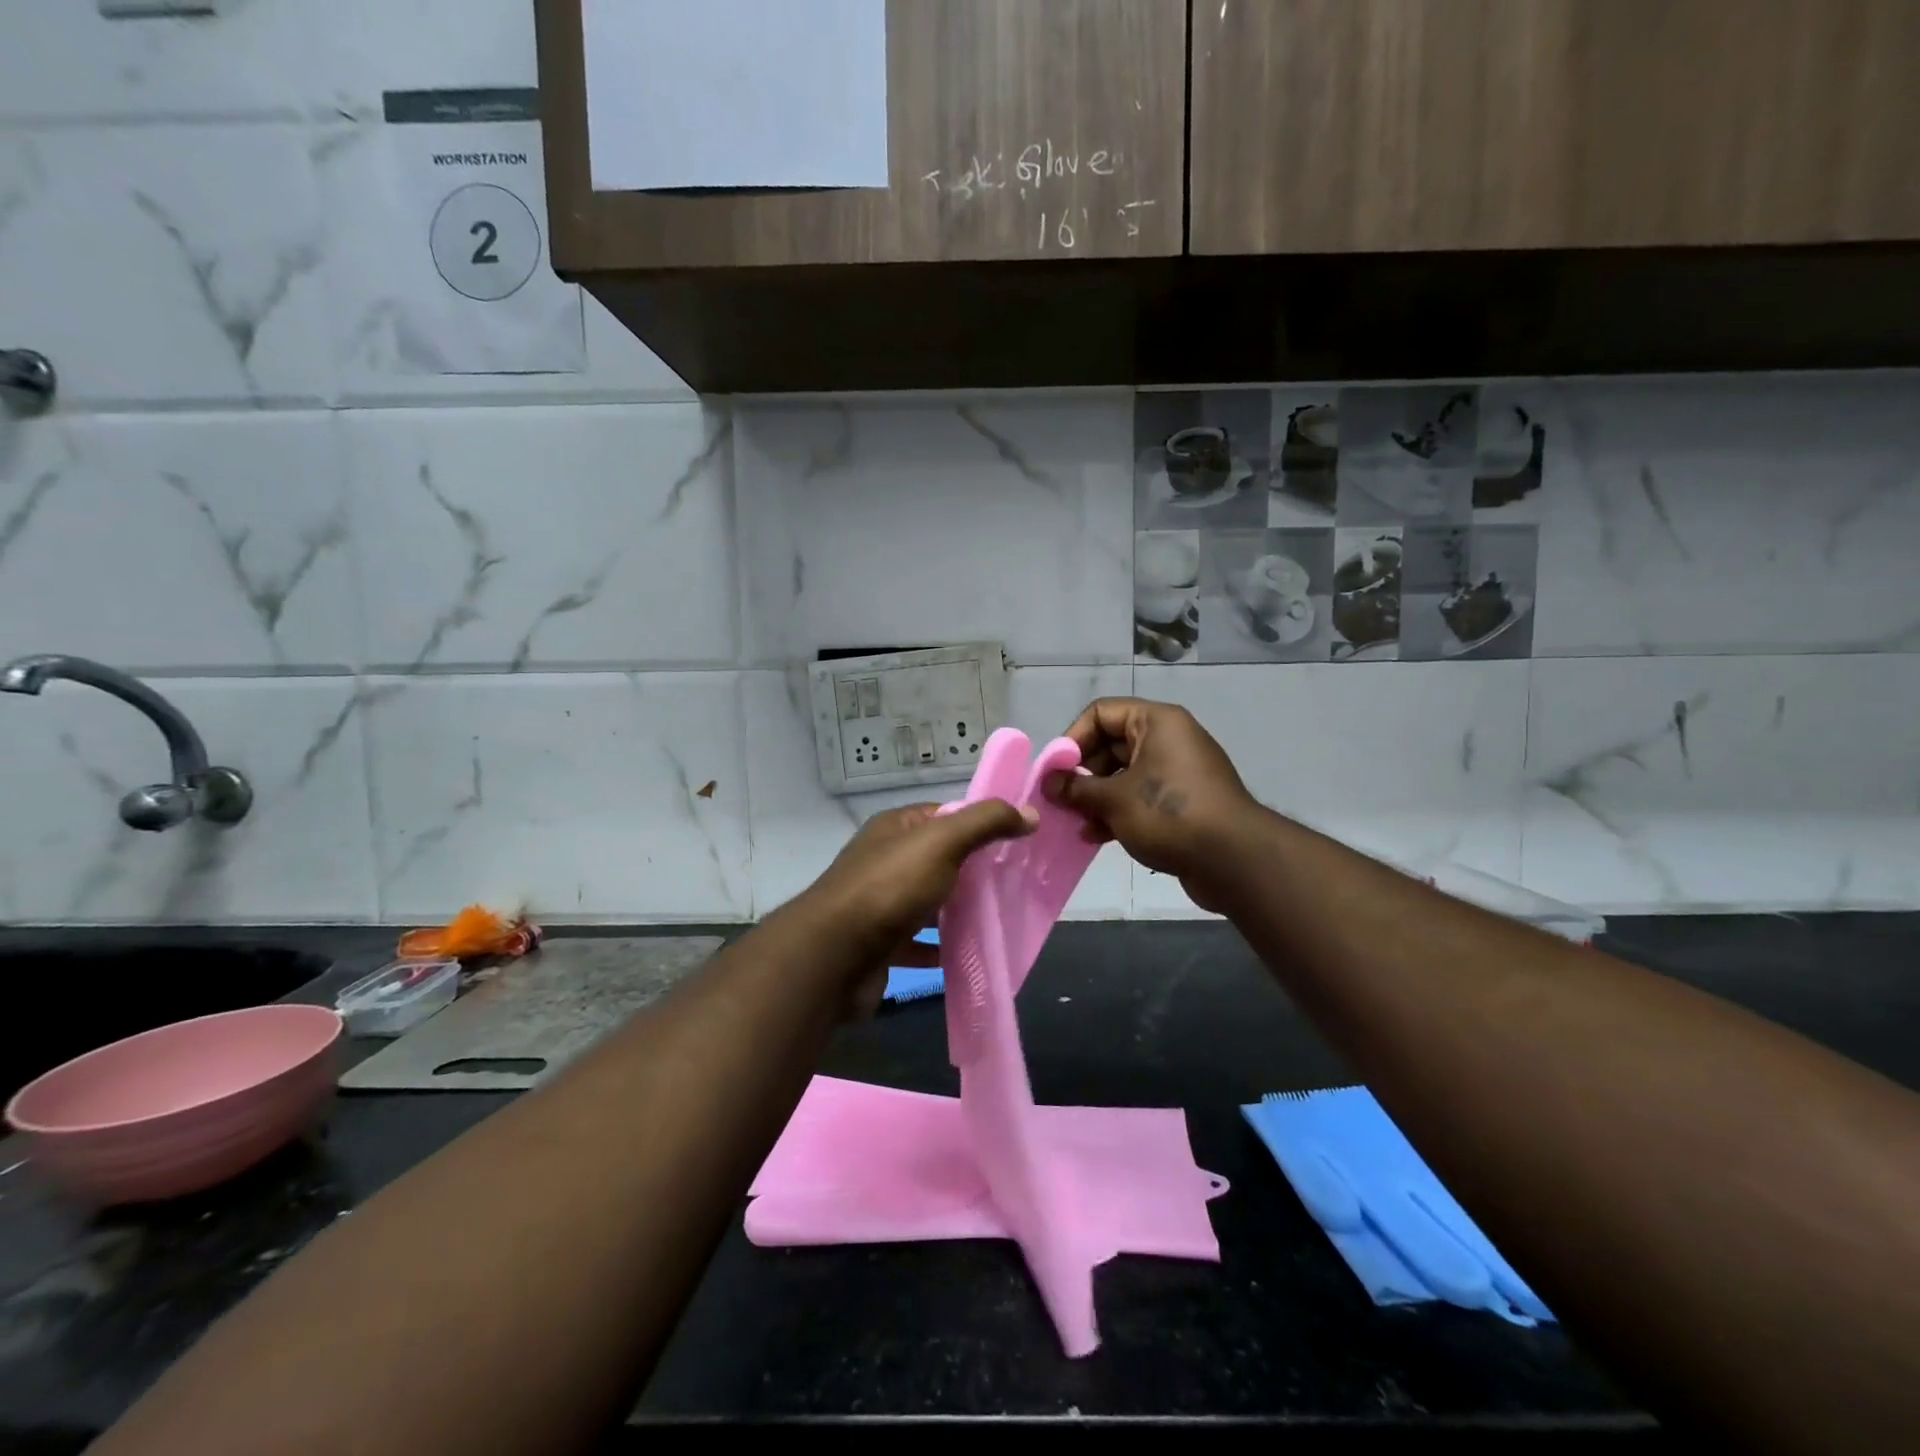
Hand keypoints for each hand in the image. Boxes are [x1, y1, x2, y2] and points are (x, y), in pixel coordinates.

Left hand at [802, 799, 1036, 1015]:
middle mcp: (884, 860)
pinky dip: (941, 947)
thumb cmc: (890, 888)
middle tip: (1014, 884)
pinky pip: (918, 942)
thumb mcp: (943, 842)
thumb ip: (985, 823)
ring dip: (958, 911)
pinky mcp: (880, 944)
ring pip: (929, 902)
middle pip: (939, 860)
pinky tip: (967, 955)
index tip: (1015, 843)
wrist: (834, 956)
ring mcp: (879, 903)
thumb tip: (1029, 813)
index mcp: (895, 828)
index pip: (944, 816)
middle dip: (974, 872)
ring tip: (999, 920)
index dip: (978, 825)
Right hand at [1044, 698, 1255, 910]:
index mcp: (1156, 722)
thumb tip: (1049, 783)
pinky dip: (1117, 812)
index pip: (1101, 713)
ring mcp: (1177, 772)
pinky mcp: (1181, 803)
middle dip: (1082, 773)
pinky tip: (1095, 836)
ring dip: (1095, 797)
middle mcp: (1168, 739)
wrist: (1234, 860)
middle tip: (1060, 800)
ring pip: (1123, 775)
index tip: (1056, 771)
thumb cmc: (1169, 814)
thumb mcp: (1114, 799)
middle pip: (1110, 744)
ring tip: (1074, 821)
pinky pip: (1139, 797)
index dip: (1073, 738)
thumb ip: (1076, 788)